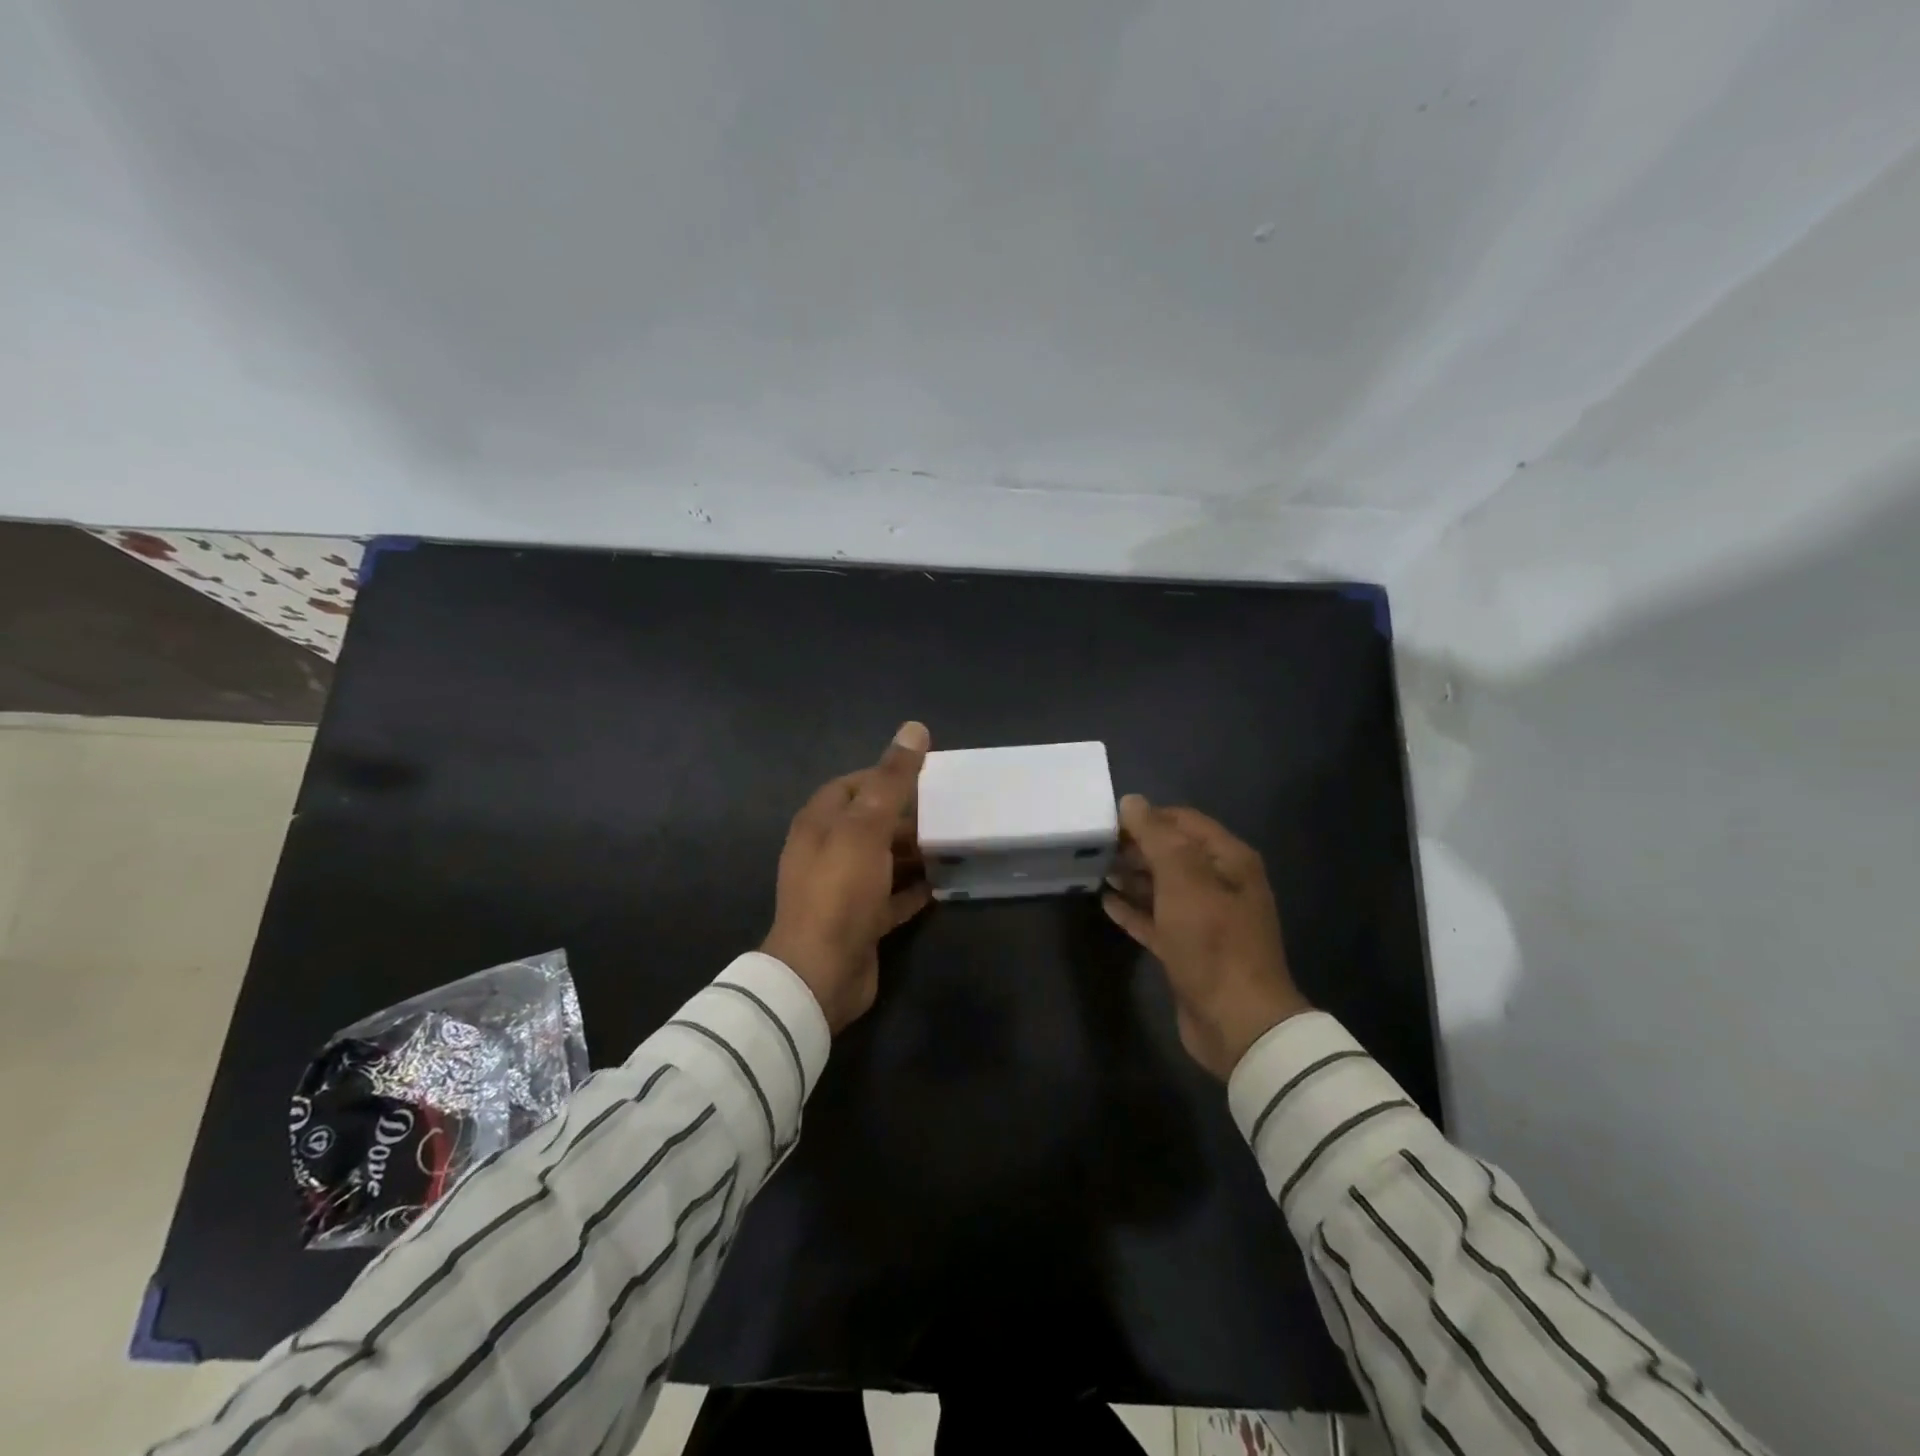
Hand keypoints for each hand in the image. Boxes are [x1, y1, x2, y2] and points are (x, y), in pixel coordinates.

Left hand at [762, 721, 933, 1033]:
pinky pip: (890, 897)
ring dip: (912, 853)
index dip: (886, 777)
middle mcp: (826, 852)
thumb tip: (914, 728)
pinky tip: (942, 884)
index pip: (852, 786)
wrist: (821, 973)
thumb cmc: (841, 890)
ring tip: (952, 844)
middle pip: (869, 823)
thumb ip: (892, 780)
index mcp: (819, 823)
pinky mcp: (860, 921)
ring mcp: (843, 889)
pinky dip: (912, 889)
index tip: (926, 777)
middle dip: (906, 817)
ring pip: (882, 860)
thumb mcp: (867, 827)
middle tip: (948, 813)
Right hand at [1102, 794, 1310, 1078]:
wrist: (1237, 1021)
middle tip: (1097, 846)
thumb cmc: (1212, 941)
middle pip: (1173, 853)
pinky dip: (1134, 910)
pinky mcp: (1188, 950)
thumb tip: (1132, 801)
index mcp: (1229, 861)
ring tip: (1096, 868)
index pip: (1185, 822)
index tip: (1109, 820)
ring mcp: (1204, 920)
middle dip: (1137, 846)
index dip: (1148, 817)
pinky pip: (1156, 920)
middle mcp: (1220, 885)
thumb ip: (1156, 837)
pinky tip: (1106, 902)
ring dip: (1132, 877)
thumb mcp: (1184, 880)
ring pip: (1163, 887)